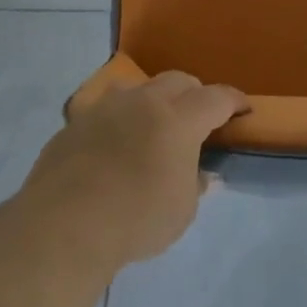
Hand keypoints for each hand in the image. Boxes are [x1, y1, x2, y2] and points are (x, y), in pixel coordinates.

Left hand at [28, 71, 247, 264]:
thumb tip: (202, 175)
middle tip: (199, 118)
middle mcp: (144, 102)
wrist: (63, 226)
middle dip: (194, 94)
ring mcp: (106, 108)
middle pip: (178, 81)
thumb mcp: (181, 211)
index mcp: (178, 119)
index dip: (234, 101)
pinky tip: (114, 148)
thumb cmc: (135, 218)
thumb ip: (194, 185)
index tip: (243, 109)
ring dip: (153, 100)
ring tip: (153, 124)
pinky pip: (105, 111)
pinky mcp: (75, 123)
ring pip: (138, 87)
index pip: (216, 98)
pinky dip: (119, 121)